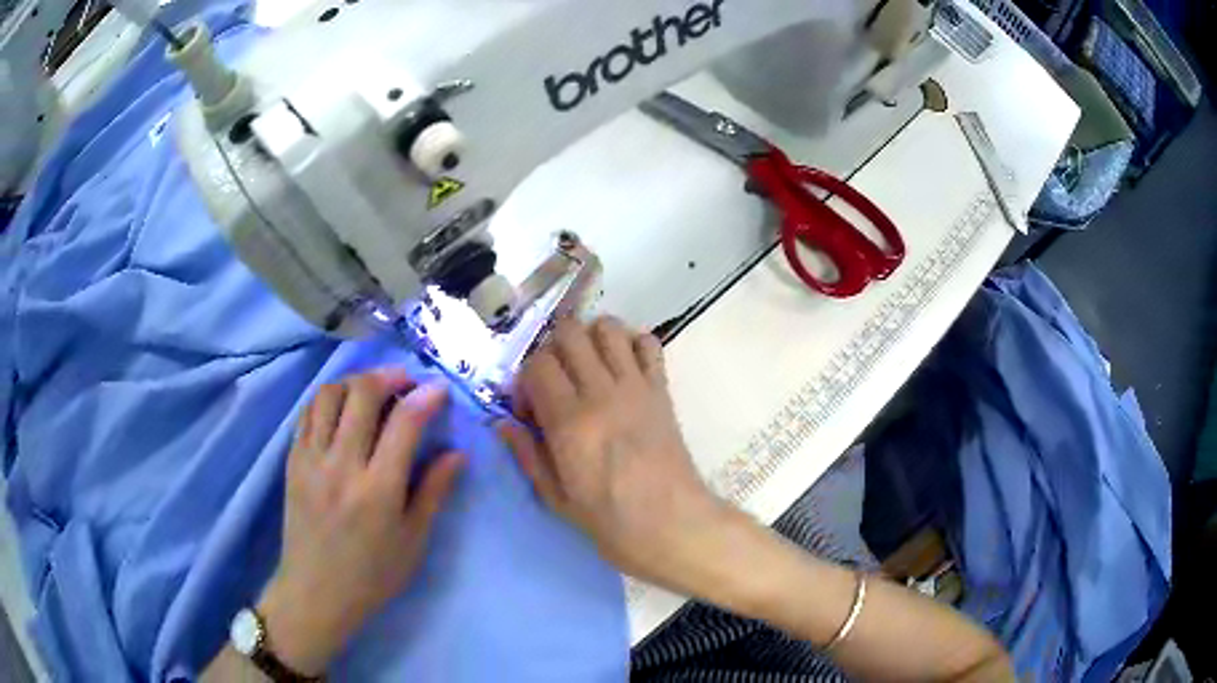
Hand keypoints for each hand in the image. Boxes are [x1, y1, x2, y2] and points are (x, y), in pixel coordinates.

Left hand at [259, 370, 463, 675]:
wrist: (316, 592)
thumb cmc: (372, 574)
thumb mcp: (413, 541)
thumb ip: (434, 492)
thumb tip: (456, 453)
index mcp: (378, 489)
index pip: (404, 422)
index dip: (426, 396)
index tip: (439, 389)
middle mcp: (341, 465)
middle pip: (362, 393)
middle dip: (389, 376)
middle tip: (406, 382)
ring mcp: (311, 459)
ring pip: (329, 394)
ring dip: (355, 382)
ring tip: (372, 391)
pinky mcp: (292, 461)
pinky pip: (308, 412)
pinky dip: (329, 399)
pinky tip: (342, 409)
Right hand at [498, 318, 731, 593]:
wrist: (673, 525)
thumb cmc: (610, 521)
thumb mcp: (556, 498)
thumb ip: (527, 454)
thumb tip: (502, 423)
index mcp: (570, 422)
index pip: (537, 363)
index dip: (525, 380)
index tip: (530, 409)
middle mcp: (601, 392)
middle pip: (569, 332)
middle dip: (553, 350)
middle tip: (556, 382)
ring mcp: (636, 386)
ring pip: (607, 327)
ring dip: (590, 339)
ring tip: (587, 370)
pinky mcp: (662, 389)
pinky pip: (648, 343)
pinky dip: (631, 344)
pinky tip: (622, 371)